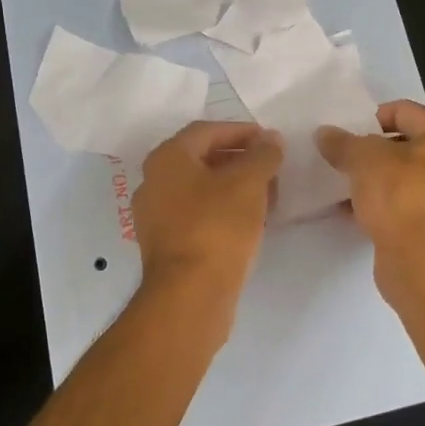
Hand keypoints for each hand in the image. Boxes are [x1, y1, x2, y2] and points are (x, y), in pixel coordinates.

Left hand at [132, 121, 283, 321]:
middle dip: (239, 159)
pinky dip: (222, 210)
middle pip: (201, 159)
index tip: (269, 140)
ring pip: (200, 189)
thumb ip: (263, 155)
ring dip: (233, 186)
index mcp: (167, 158)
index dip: (241, 131)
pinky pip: (197, 215)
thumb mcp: (249, 183)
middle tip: (270, 166)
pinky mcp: (165, 245)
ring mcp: (155, 215)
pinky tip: (249, 221)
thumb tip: (270, 139)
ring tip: (266, 194)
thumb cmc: (217, 227)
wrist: (190, 295)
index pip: (207, 130)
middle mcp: (153, 181)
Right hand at [316, 101, 424, 282]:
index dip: (373, 117)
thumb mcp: (363, 159)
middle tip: (343, 157)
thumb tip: (324, 134)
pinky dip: (383, 206)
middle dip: (374, 152)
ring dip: (377, 181)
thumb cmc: (401, 194)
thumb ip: (342, 143)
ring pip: (406, 180)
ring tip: (344, 184)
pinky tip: (353, 212)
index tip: (346, 131)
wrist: (424, 262)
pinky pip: (406, 208)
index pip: (406, 112)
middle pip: (408, 147)